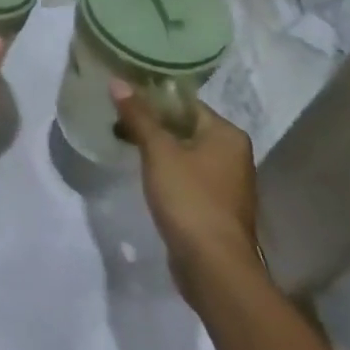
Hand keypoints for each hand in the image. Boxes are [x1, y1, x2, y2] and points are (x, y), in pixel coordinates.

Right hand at [111, 83, 261, 297]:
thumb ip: (138, 115)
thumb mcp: (158, 151)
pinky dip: (165, 169)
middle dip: (150, 122)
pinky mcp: (214, 206)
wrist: (214, 268)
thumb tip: (117, 81)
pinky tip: (141, 170)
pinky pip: (186, 175)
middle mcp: (233, 155)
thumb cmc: (190, 198)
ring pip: (183, 151)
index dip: (152, 97)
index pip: (185, 103)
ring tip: (122, 139)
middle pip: (184, 126)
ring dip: (156, 146)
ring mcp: (226, 183)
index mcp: (227, 135)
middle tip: (116, 116)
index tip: (122, 95)